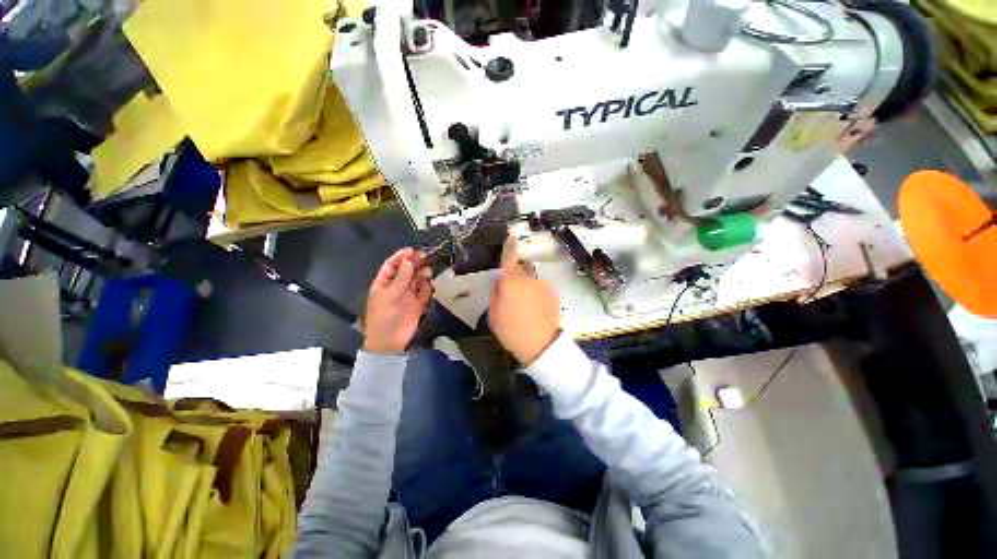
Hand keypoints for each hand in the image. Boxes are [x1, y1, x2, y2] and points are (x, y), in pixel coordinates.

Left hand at [363, 248, 432, 353]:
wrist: (389, 341)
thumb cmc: (384, 316)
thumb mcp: (390, 295)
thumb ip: (401, 278)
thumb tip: (408, 261)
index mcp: (384, 283)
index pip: (392, 265)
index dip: (400, 257)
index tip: (411, 251)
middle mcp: (397, 287)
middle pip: (407, 271)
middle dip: (415, 264)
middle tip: (425, 257)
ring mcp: (408, 296)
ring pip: (417, 280)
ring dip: (422, 274)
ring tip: (427, 271)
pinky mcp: (418, 304)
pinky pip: (424, 292)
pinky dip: (428, 287)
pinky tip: (430, 284)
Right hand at [489, 235, 560, 364]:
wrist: (541, 345)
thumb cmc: (511, 331)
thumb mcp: (494, 315)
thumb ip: (496, 293)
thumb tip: (500, 281)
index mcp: (511, 282)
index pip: (509, 258)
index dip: (509, 246)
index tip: (510, 235)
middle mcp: (528, 278)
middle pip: (520, 269)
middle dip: (515, 276)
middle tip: (511, 294)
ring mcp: (542, 285)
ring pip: (531, 279)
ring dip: (526, 286)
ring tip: (524, 306)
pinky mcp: (552, 293)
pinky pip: (540, 288)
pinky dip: (536, 293)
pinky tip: (535, 309)